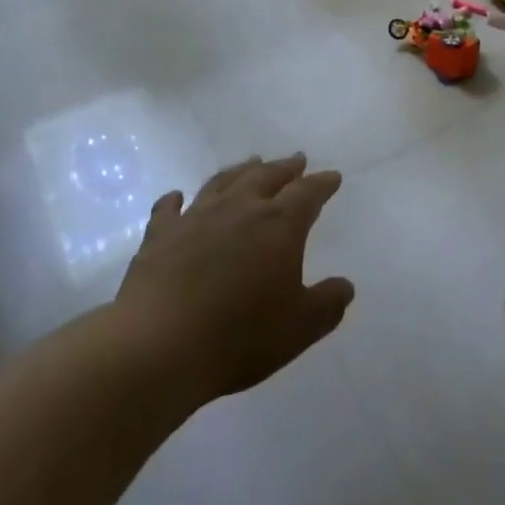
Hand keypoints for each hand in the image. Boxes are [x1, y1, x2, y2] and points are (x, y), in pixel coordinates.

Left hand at [116, 154, 353, 405]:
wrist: (159, 344)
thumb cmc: (239, 336)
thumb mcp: (299, 328)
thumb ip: (327, 304)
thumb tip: (345, 286)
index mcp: (279, 224)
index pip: (307, 194)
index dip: (322, 184)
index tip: (332, 176)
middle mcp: (239, 209)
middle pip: (266, 177)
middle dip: (285, 168)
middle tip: (296, 159)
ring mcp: (196, 217)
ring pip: (223, 182)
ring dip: (240, 171)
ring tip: (251, 163)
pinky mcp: (160, 235)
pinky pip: (169, 208)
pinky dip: (175, 199)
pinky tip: (176, 196)